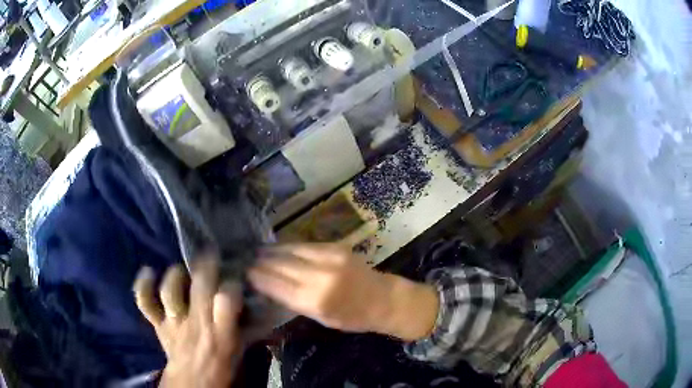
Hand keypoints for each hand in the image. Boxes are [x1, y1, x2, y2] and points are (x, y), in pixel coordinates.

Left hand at [133, 258, 241, 387]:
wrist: (193, 383)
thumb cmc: (222, 365)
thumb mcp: (242, 349)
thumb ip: (253, 327)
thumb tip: (270, 307)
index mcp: (222, 332)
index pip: (228, 299)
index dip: (233, 283)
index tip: (237, 277)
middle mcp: (197, 323)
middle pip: (200, 287)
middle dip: (207, 265)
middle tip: (212, 252)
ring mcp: (174, 322)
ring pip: (171, 291)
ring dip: (176, 276)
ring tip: (183, 270)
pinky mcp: (159, 322)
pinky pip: (145, 302)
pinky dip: (143, 286)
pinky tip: (148, 271)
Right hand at [248, 244, 438, 340]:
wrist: (382, 299)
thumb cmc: (351, 317)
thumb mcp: (320, 318)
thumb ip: (294, 302)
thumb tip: (269, 287)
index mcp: (315, 300)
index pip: (278, 286)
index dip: (259, 278)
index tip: (245, 272)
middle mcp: (320, 276)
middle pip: (281, 266)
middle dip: (262, 263)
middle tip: (246, 260)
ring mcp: (329, 258)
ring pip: (291, 251)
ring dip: (272, 251)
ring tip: (258, 251)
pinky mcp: (336, 247)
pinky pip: (305, 245)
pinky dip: (289, 246)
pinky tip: (279, 247)